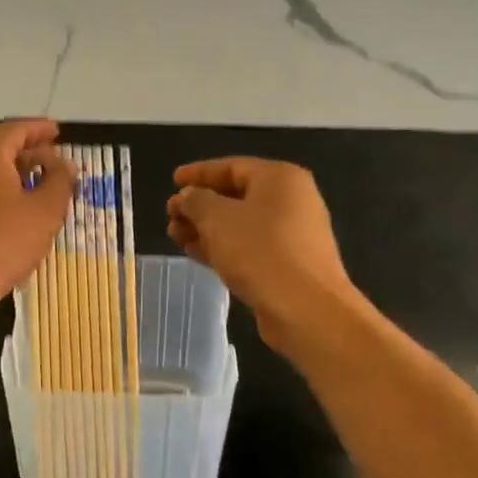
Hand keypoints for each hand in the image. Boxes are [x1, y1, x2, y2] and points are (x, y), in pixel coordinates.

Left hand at [0, 119, 73, 318]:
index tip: (58, 132)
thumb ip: (59, 182)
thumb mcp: (44, 213)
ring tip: (35, 191)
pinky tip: (8, 215)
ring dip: (11, 176)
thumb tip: (64, 164)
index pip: (15, 128)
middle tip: (53, 165)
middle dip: (27, 154)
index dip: (39, 129)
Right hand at [167, 158, 359, 348]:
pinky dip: (222, 247)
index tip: (172, 181)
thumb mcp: (217, 218)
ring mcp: (291, 235)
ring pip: (240, 224)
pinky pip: (248, 247)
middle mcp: (290, 201)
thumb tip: (188, 197)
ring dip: (206, 228)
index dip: (199, 173)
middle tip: (171, 215)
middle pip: (235, 196)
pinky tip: (195, 253)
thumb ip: (195, 200)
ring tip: (175, 236)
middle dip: (199, 206)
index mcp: (280, 179)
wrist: (306, 311)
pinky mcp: (287, 265)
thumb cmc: (261, 251)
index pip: (232, 167)